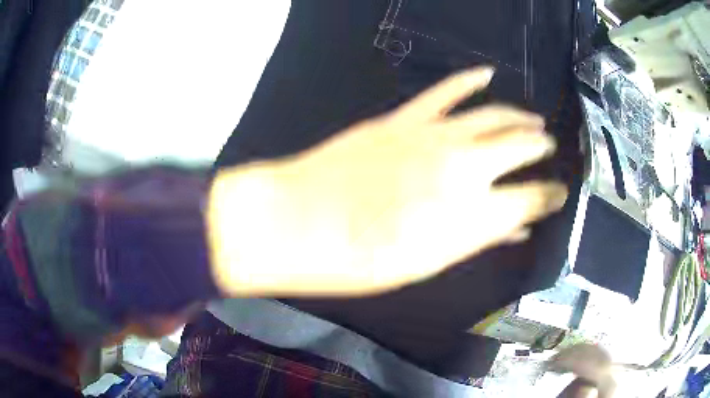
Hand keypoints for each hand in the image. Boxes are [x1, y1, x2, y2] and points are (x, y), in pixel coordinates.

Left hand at [207, 67, 567, 295]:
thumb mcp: (429, 264)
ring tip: (533, 121)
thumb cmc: (362, 259)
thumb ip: (478, 240)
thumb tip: (515, 226)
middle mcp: (466, 167)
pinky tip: (487, 73)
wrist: (301, 222)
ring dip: (519, 117)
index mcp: (474, 215)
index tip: (561, 192)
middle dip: (541, 147)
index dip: (551, 195)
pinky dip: (469, 80)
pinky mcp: (405, 118)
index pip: (532, 198)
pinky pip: (446, 91)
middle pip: (521, 146)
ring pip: (493, 115)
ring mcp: (435, 135)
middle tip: (550, 148)